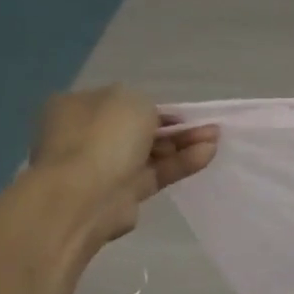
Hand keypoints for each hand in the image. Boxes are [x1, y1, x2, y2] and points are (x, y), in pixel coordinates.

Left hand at [28, 86, 218, 246]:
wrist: (86, 195)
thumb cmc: (103, 136)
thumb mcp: (131, 99)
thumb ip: (148, 105)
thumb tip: (153, 120)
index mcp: (77, 107)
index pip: (122, 103)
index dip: (155, 106)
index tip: (183, 112)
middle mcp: (87, 135)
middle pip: (140, 129)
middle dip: (175, 127)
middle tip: (207, 126)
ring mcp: (104, 166)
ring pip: (152, 152)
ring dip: (184, 143)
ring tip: (215, 138)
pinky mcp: (123, 192)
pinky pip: (157, 173)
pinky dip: (181, 163)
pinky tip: (207, 154)